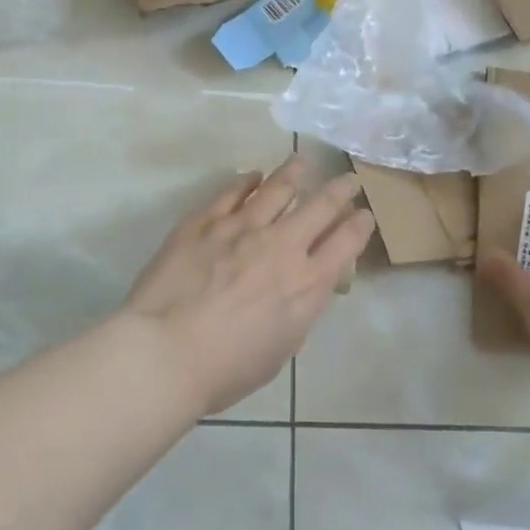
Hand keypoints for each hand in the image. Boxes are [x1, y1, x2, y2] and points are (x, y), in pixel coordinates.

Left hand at [122, 157, 373, 415]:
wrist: (166, 351)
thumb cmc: (227, 368)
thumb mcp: (282, 347)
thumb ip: (298, 310)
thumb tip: (302, 287)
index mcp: (306, 284)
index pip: (345, 243)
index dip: (359, 224)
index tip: (364, 213)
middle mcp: (281, 246)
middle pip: (320, 206)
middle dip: (339, 190)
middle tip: (347, 179)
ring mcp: (241, 228)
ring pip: (277, 188)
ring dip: (294, 173)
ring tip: (301, 162)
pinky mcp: (205, 221)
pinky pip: (231, 192)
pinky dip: (246, 181)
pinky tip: (253, 175)